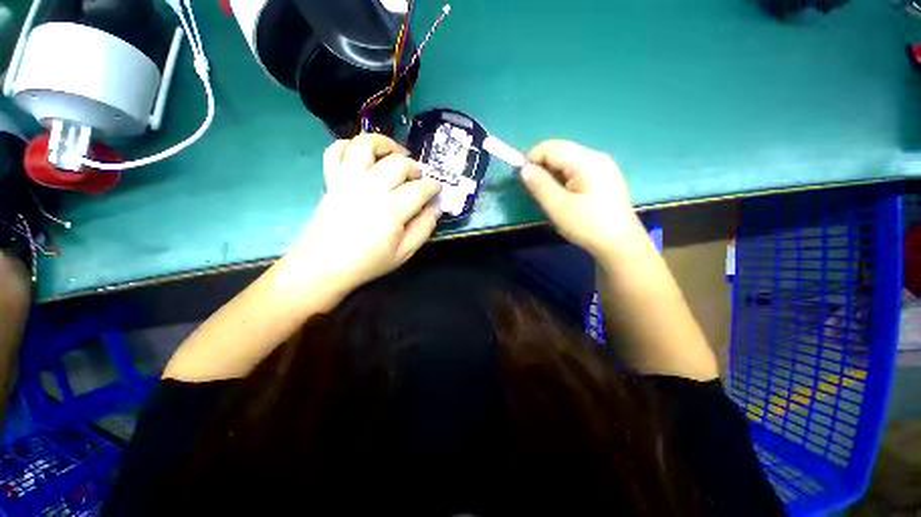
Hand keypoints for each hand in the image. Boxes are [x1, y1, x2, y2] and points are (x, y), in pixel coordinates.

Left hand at [290, 134, 440, 294]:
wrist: (325, 265)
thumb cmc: (368, 262)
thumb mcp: (404, 252)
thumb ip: (424, 228)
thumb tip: (436, 208)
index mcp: (391, 210)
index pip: (420, 188)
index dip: (433, 186)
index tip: (437, 188)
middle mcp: (371, 188)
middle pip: (399, 163)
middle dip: (415, 167)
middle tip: (419, 176)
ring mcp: (348, 181)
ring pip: (366, 145)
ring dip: (385, 144)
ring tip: (396, 153)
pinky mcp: (332, 180)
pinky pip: (336, 151)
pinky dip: (349, 145)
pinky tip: (364, 155)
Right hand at [521, 140, 641, 259]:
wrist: (619, 244)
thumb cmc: (587, 226)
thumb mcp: (558, 207)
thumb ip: (540, 185)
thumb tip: (524, 168)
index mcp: (586, 161)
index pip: (551, 148)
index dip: (531, 158)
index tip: (519, 176)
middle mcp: (596, 157)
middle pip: (560, 150)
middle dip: (541, 163)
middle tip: (530, 185)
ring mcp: (603, 166)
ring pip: (568, 159)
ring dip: (551, 170)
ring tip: (546, 192)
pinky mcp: (604, 177)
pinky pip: (577, 168)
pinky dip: (563, 176)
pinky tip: (562, 193)